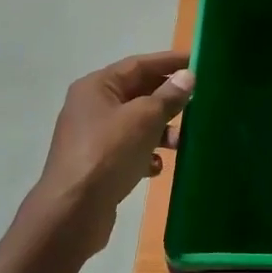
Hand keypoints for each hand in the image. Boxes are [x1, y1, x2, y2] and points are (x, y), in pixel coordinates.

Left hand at [33, 52, 193, 255]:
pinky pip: (128, 149)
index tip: (198, 61)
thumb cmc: (108, 154)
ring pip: (136, 124)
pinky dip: (146, 154)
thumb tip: (187, 76)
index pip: (139, 64)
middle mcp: (92, 106)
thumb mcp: (144, 119)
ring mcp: (93, 136)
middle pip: (137, 93)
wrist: (73, 211)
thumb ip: (168, 96)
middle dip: (168, 99)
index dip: (169, 62)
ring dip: (161, 130)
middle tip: (198, 102)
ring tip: (181, 143)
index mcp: (97, 87)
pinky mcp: (98, 164)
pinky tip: (156, 167)